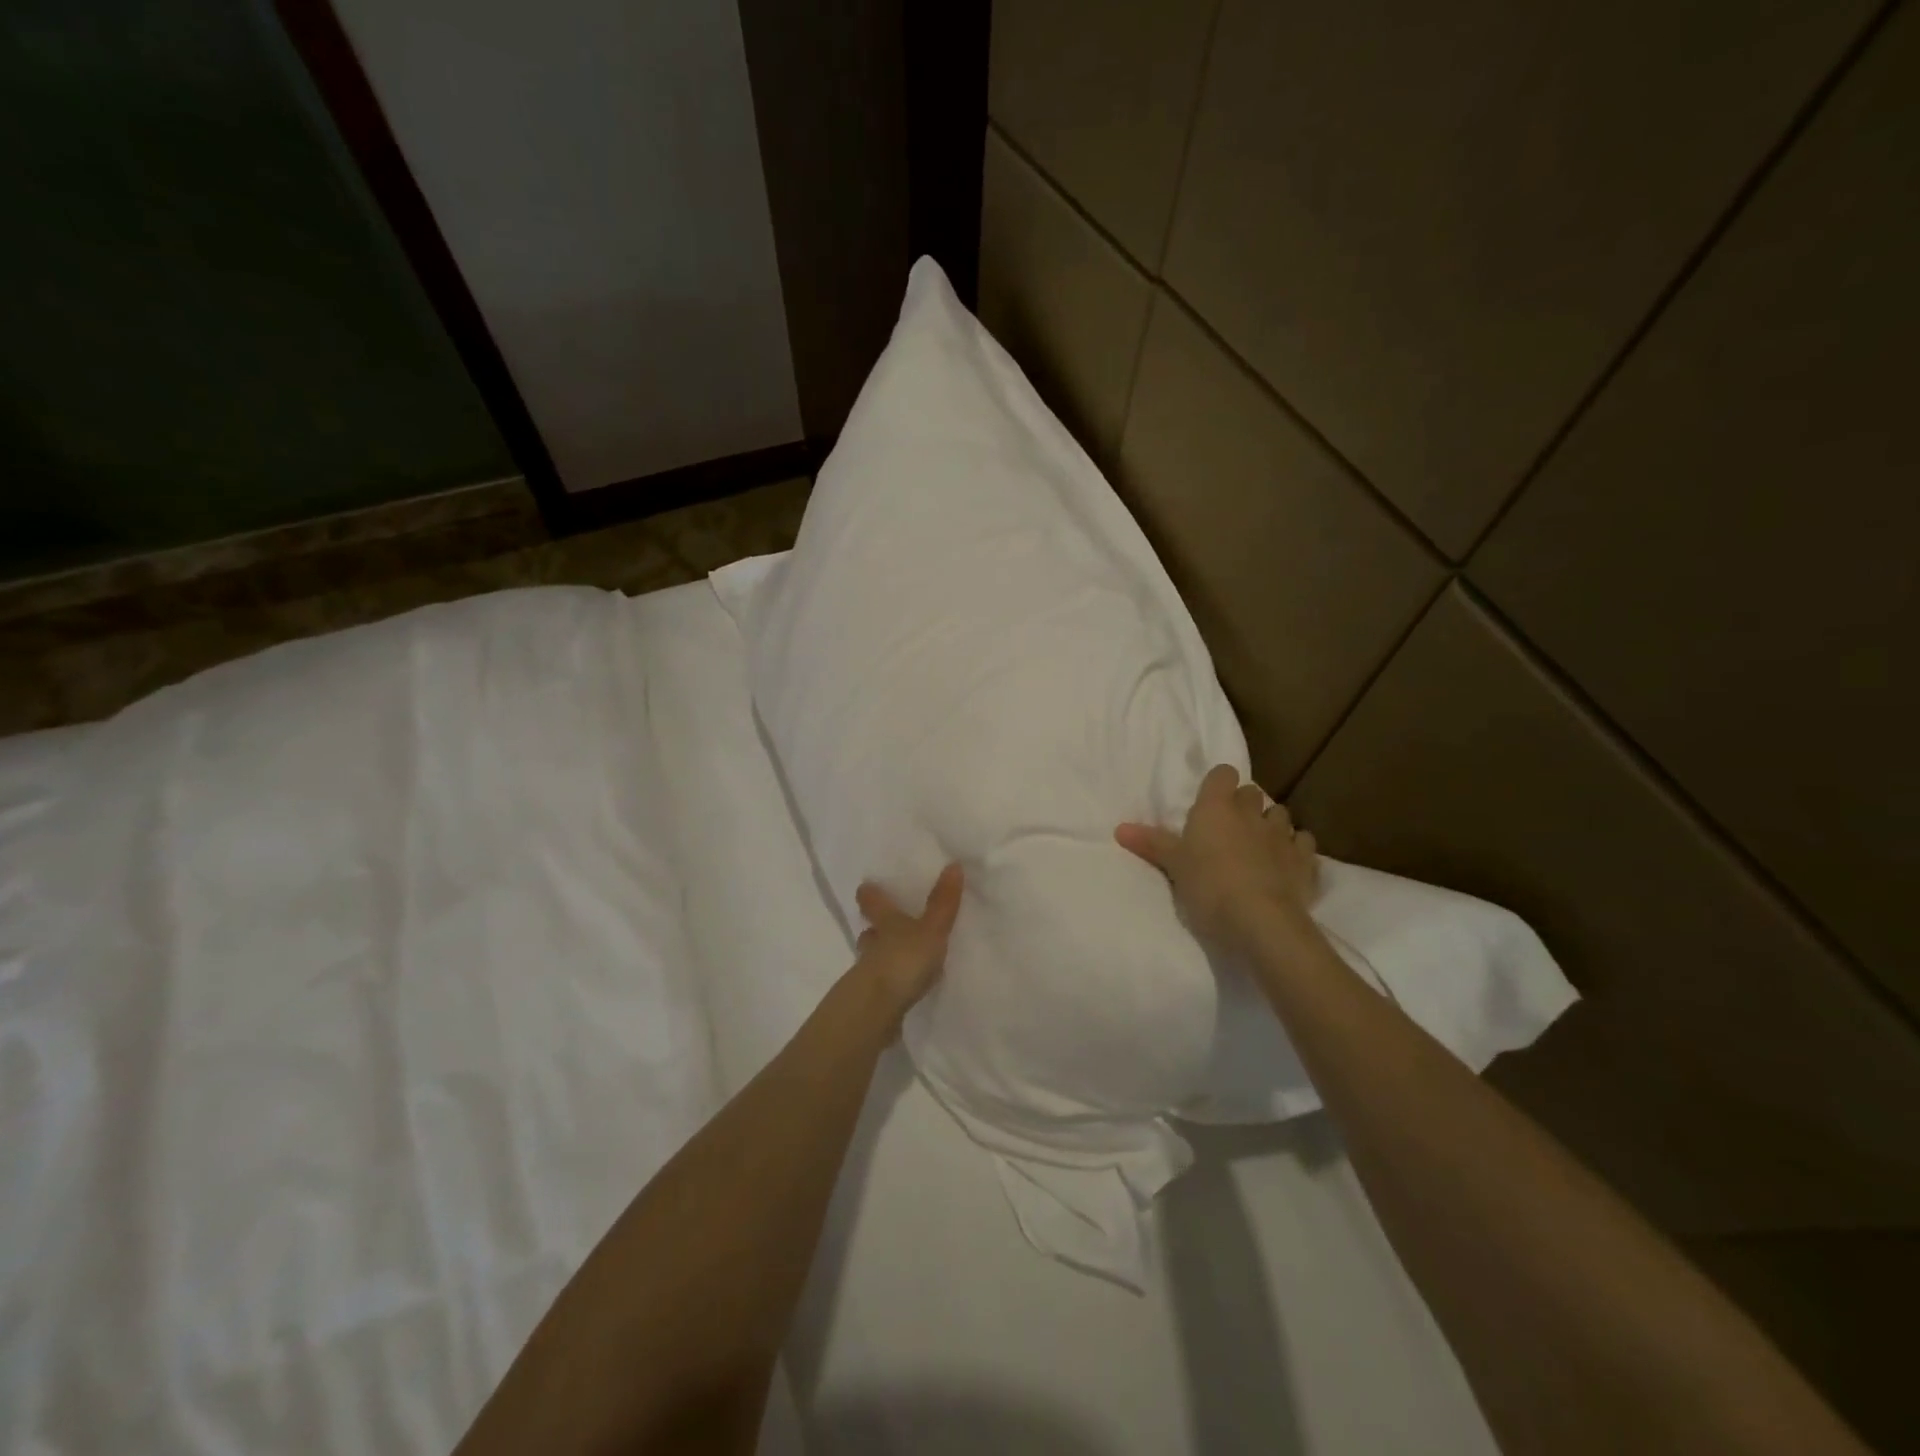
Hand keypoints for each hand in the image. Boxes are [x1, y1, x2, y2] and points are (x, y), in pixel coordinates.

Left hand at [852, 863, 963, 1016]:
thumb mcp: (930, 930)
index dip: (870, 894)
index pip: (872, 902)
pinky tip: (901, 989)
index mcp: (885, 923)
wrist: (876, 1011)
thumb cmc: (903, 960)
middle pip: (869, 932)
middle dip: (875, 929)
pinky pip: (881, 986)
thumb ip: (943, 902)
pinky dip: (889, 984)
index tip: (865, 887)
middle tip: (882, 926)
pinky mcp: (873, 1001)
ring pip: (872, 959)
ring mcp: (868, 974)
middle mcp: (872, 945)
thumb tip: (953, 864)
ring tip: (898, 959)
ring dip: (881, 957)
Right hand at [1116, 764, 1319, 954]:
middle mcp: (1251, 813)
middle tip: (1229, 828)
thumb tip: (1120, 828)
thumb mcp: (1173, 866)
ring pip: (1280, 814)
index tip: (1210, 802)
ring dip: (1270, 824)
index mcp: (1216, 808)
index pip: (1223, 774)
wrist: (1260, 921)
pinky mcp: (1305, 861)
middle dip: (1243, 805)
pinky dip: (1296, 848)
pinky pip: (1304, 842)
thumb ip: (1151, 844)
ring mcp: (1282, 835)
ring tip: (1259, 844)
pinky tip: (1287, 862)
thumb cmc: (1208, 886)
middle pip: (1251, 793)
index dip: (1218, 785)